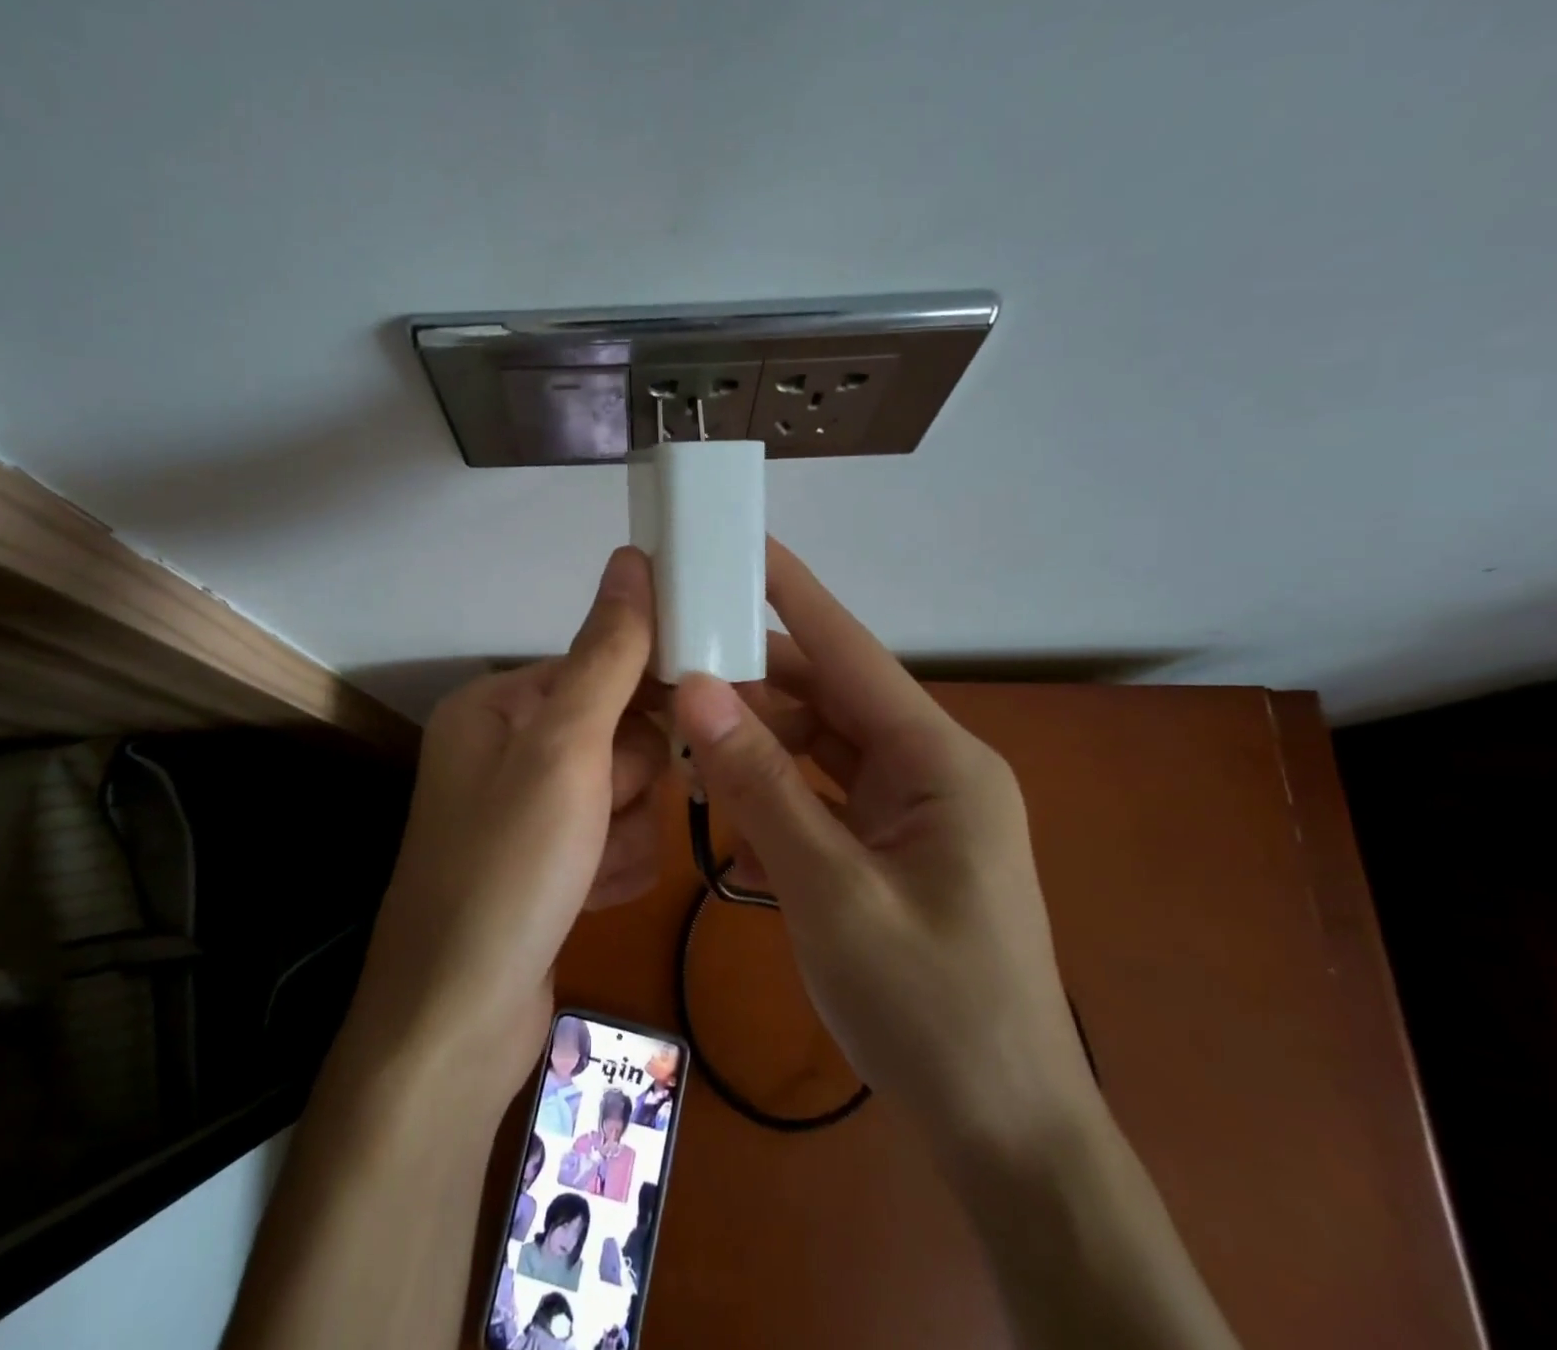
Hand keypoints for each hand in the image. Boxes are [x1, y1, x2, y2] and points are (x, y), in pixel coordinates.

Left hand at [346, 547, 663, 1102]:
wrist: (457, 1028)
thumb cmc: (508, 871)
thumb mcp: (565, 750)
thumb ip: (608, 654)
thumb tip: (634, 557)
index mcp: (497, 706)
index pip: (599, 667)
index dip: (643, 699)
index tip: (691, 724)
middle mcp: (506, 750)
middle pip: (618, 734)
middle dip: (626, 782)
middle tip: (600, 818)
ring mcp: (526, 812)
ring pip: (624, 792)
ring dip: (623, 832)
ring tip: (587, 871)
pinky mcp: (546, 865)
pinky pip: (612, 840)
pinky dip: (613, 868)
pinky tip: (587, 898)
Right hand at [671, 539, 1097, 1154]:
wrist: (1004, 1133)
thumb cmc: (931, 1010)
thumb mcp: (831, 891)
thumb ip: (762, 786)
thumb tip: (697, 690)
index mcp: (939, 761)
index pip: (850, 651)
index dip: (793, 595)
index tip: (741, 546)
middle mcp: (930, 769)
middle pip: (828, 698)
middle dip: (755, 681)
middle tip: (676, 663)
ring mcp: (914, 811)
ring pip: (821, 748)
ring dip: (758, 744)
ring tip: (687, 737)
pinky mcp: (896, 848)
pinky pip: (825, 796)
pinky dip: (778, 794)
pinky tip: (731, 808)